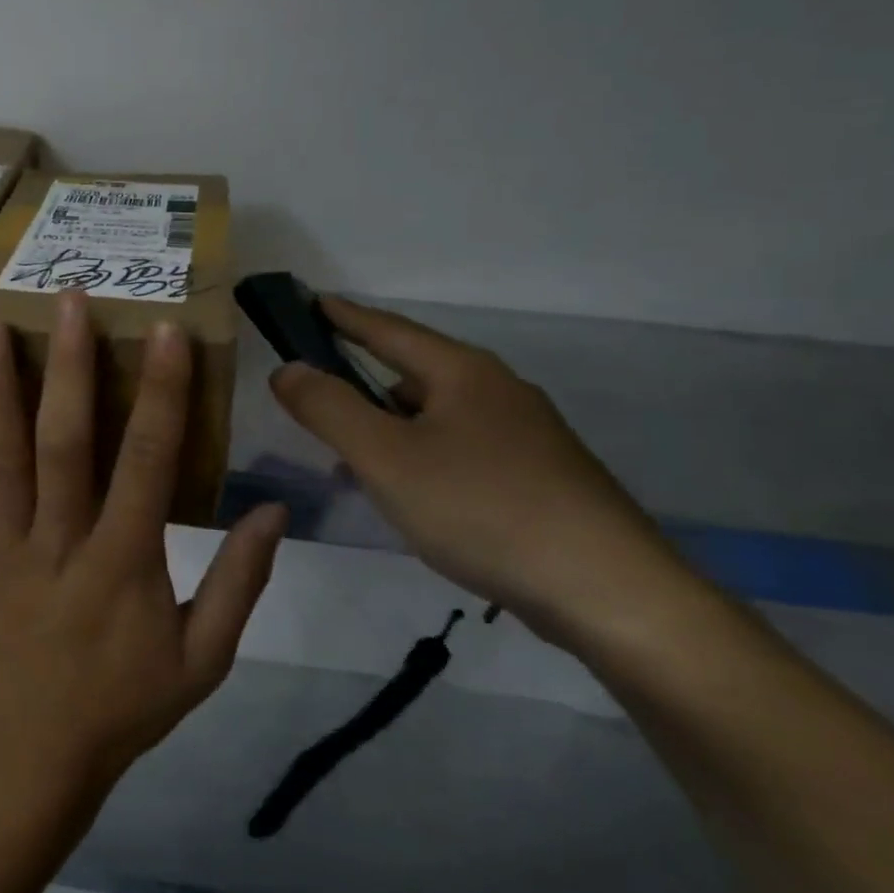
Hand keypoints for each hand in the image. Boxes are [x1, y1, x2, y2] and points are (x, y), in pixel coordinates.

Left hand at [0, 292, 287, 793]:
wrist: (27, 752)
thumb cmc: (123, 705)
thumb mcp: (203, 662)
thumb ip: (239, 584)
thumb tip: (273, 511)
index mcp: (123, 565)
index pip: (147, 464)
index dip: (160, 395)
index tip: (165, 334)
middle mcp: (60, 541)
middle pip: (64, 443)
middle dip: (68, 367)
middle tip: (68, 301)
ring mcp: (7, 544)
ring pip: (3, 455)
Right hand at [270, 296, 679, 639]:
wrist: (606, 591)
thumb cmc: (482, 508)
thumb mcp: (386, 457)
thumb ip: (328, 409)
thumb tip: (287, 369)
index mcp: (462, 372)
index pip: (388, 330)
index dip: (343, 316)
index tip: (309, 301)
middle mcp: (497, 391)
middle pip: (413, 372)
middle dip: (361, 381)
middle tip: (315, 397)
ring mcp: (525, 435)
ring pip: (436, 416)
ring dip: (389, 427)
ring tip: (352, 458)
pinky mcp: (539, 478)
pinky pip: (459, 449)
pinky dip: (420, 457)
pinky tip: (409, 495)